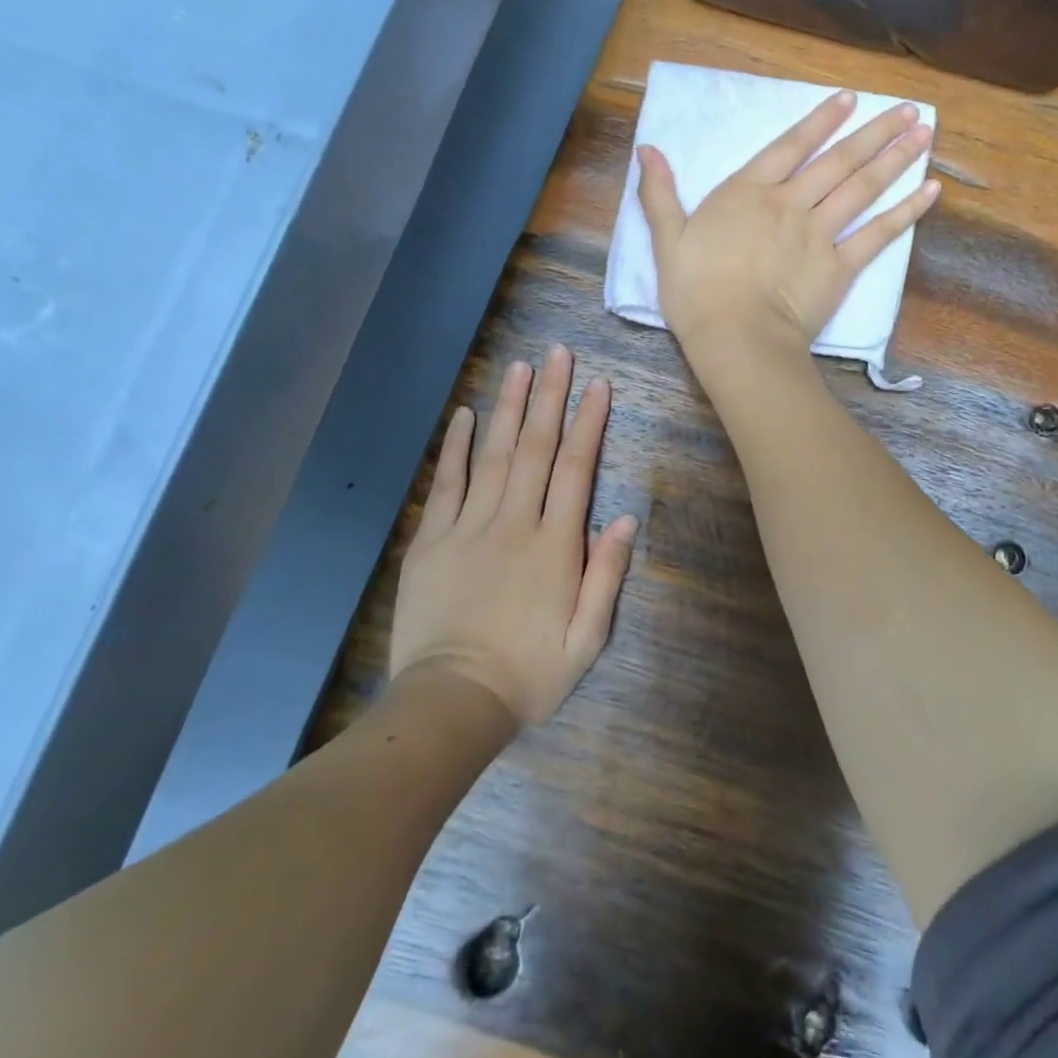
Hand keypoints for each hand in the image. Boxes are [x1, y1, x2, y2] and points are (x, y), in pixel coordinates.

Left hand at [389, 345, 637, 726]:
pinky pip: (446, 483)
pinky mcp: (432, 540)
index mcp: (555, 545)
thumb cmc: (529, 674)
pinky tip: (464, 415)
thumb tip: (625, 519)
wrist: (451, 703)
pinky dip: (455, 447)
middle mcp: (514, 523)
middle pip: (536, 448)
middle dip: (550, 397)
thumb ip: (606, 576)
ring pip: (494, 455)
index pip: (576, 469)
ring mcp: (469, 527)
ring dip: (509, 408)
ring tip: (520, 367)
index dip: (589, 423)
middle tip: (558, 354)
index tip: (598, 384)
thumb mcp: (586, 639)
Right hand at [636, 89, 938, 358]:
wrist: (736, 336)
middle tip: (911, 110)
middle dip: (875, 132)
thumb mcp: (667, 239)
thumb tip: (646, 149)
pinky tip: (930, 191)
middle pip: (838, 160)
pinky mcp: (841, 266)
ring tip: (925, 134)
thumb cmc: (695, 291)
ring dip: (896, 158)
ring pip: (863, 187)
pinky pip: (879, 234)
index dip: (820, 121)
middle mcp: (790, 202)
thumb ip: (659, 193)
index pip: (790, 146)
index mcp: (748, 192)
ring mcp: (820, 233)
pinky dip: (906, 211)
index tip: (850, 99)